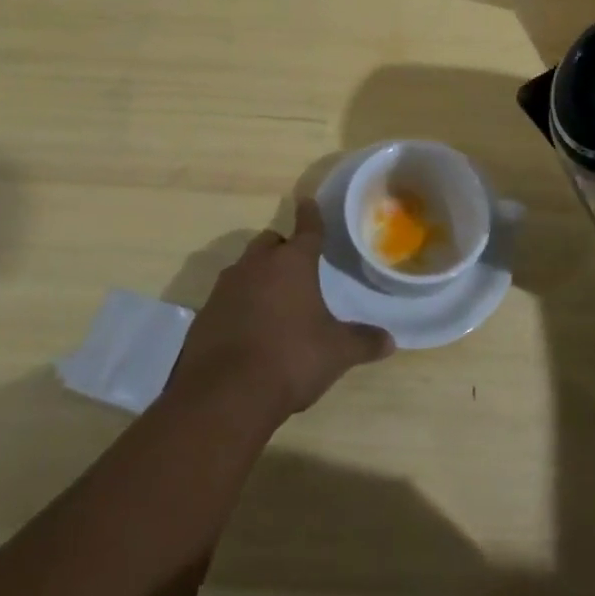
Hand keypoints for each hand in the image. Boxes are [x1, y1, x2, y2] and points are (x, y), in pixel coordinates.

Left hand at [169, 199, 394, 420]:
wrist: (225, 394)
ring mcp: (225, 288)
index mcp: (292, 264)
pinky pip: (226, 298)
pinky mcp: (204, 314)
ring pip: (244, 268)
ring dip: (258, 276)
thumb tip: (390, 341)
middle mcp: (256, 266)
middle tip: (296, 267)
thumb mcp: (336, 353)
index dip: (310, 215)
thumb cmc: (290, 359)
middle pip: (269, 243)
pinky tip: (248, 329)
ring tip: (273, 301)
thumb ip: (363, 342)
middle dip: (282, 248)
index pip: (307, 229)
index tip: (307, 201)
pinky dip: (238, 305)